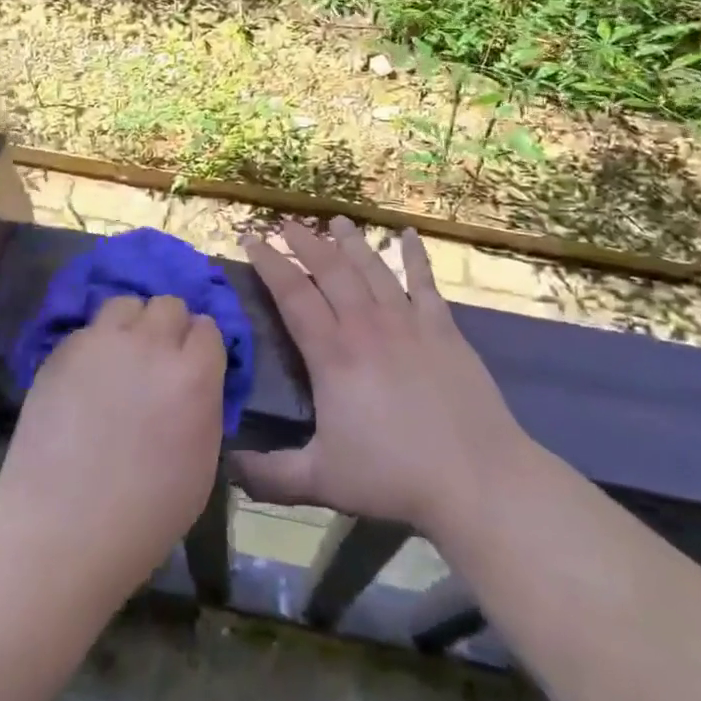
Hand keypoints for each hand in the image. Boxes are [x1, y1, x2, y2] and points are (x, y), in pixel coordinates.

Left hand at [0, 295, 226, 592]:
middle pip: (169, 305)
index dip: (200, 349)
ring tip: (121, 358)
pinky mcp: (63, 351)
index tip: (191, 369)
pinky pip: (89, 330)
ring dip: (131, 325)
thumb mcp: (203, 462)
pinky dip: (94, 346)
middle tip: (156, 363)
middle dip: (168, 329)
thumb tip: (195, 380)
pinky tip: (86, 379)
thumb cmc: (144, 516)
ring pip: (126, 303)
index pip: (208, 328)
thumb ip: (204, 404)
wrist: (60, 534)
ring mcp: (103, 343)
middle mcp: (152, 345)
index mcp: (194, 375)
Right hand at [234, 218, 532, 541]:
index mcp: (333, 354)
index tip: (251, 238)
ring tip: (336, 220)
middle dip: (305, 242)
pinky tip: (409, 234)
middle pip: (331, 269)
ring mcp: (408, 321)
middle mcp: (367, 325)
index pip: (292, 295)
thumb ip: (269, 475)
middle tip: (288, 223)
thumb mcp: (321, 481)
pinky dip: (415, 256)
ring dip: (351, 241)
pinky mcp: (443, 328)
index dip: (269, 263)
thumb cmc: (394, 476)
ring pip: (373, 267)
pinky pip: (425, 281)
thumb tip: (226, 464)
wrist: (475, 476)